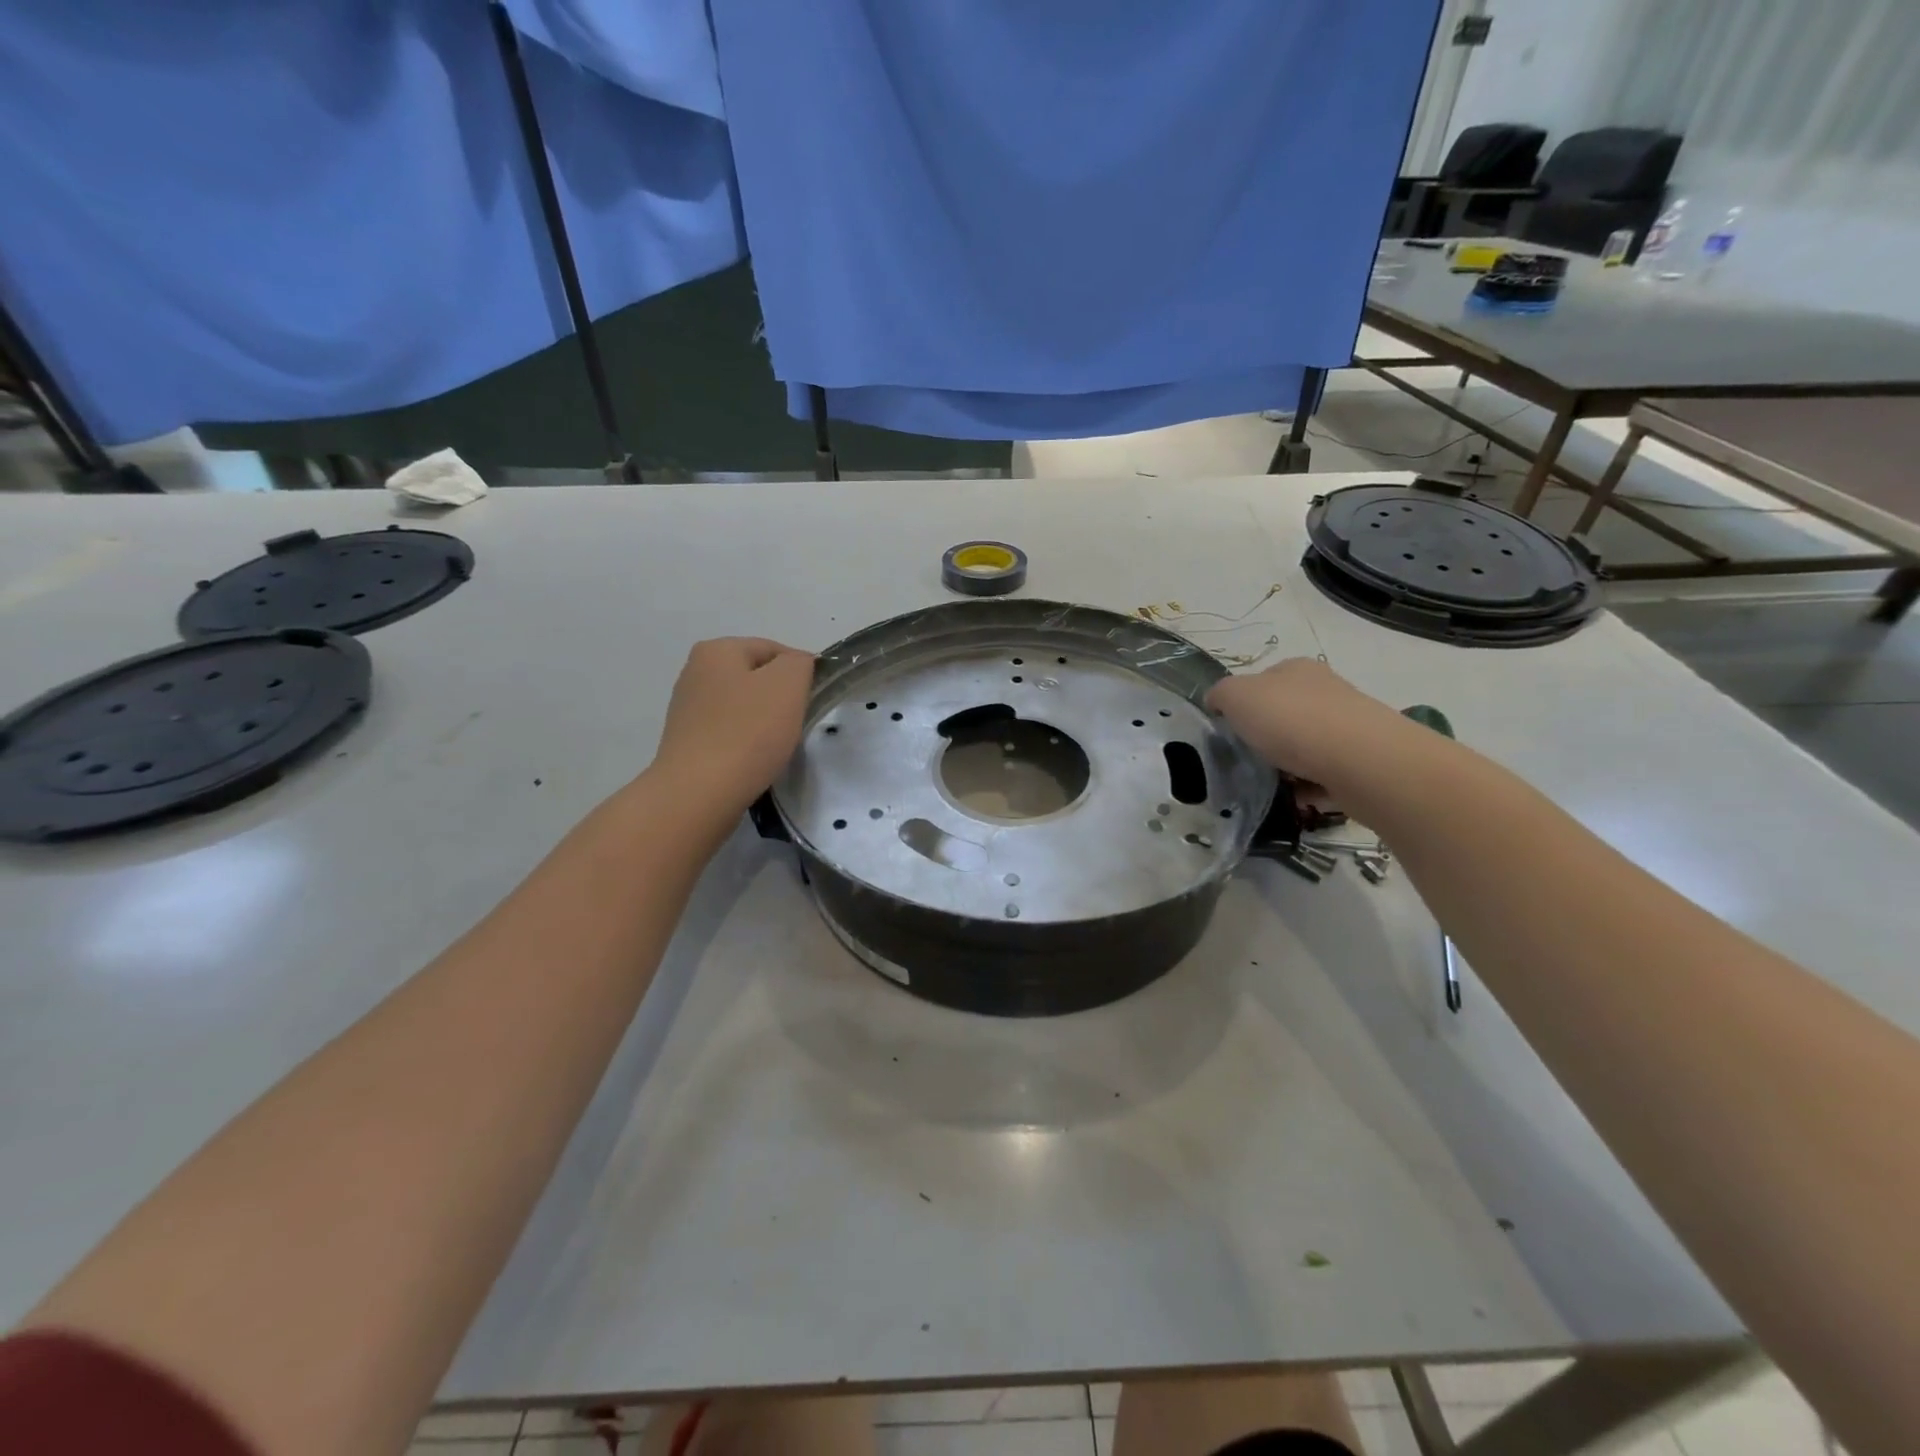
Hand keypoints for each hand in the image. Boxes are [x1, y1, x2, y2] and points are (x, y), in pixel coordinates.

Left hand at [652, 638, 813, 818]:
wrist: (699, 794)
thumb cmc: (748, 733)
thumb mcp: (788, 684)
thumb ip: (800, 663)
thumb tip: (796, 667)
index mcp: (717, 650)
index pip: (775, 650)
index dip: (802, 672)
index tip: (814, 700)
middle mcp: (695, 672)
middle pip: (757, 678)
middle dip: (782, 698)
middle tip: (798, 723)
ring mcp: (687, 709)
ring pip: (744, 707)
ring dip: (765, 722)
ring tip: (777, 746)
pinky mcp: (687, 742)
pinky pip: (729, 733)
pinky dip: (746, 743)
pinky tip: (754, 760)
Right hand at [1205, 658, 1415, 790]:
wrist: (1360, 761)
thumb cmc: (1291, 720)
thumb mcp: (1236, 695)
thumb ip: (1220, 695)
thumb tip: (1217, 703)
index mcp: (1295, 670)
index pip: (1260, 681)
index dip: (1240, 704)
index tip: (1227, 731)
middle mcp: (1324, 691)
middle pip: (1283, 714)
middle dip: (1263, 737)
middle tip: (1242, 761)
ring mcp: (1347, 726)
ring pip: (1304, 746)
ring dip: (1285, 766)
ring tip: (1265, 786)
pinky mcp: (1360, 761)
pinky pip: (1322, 775)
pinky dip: (1306, 789)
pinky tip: (1293, 800)